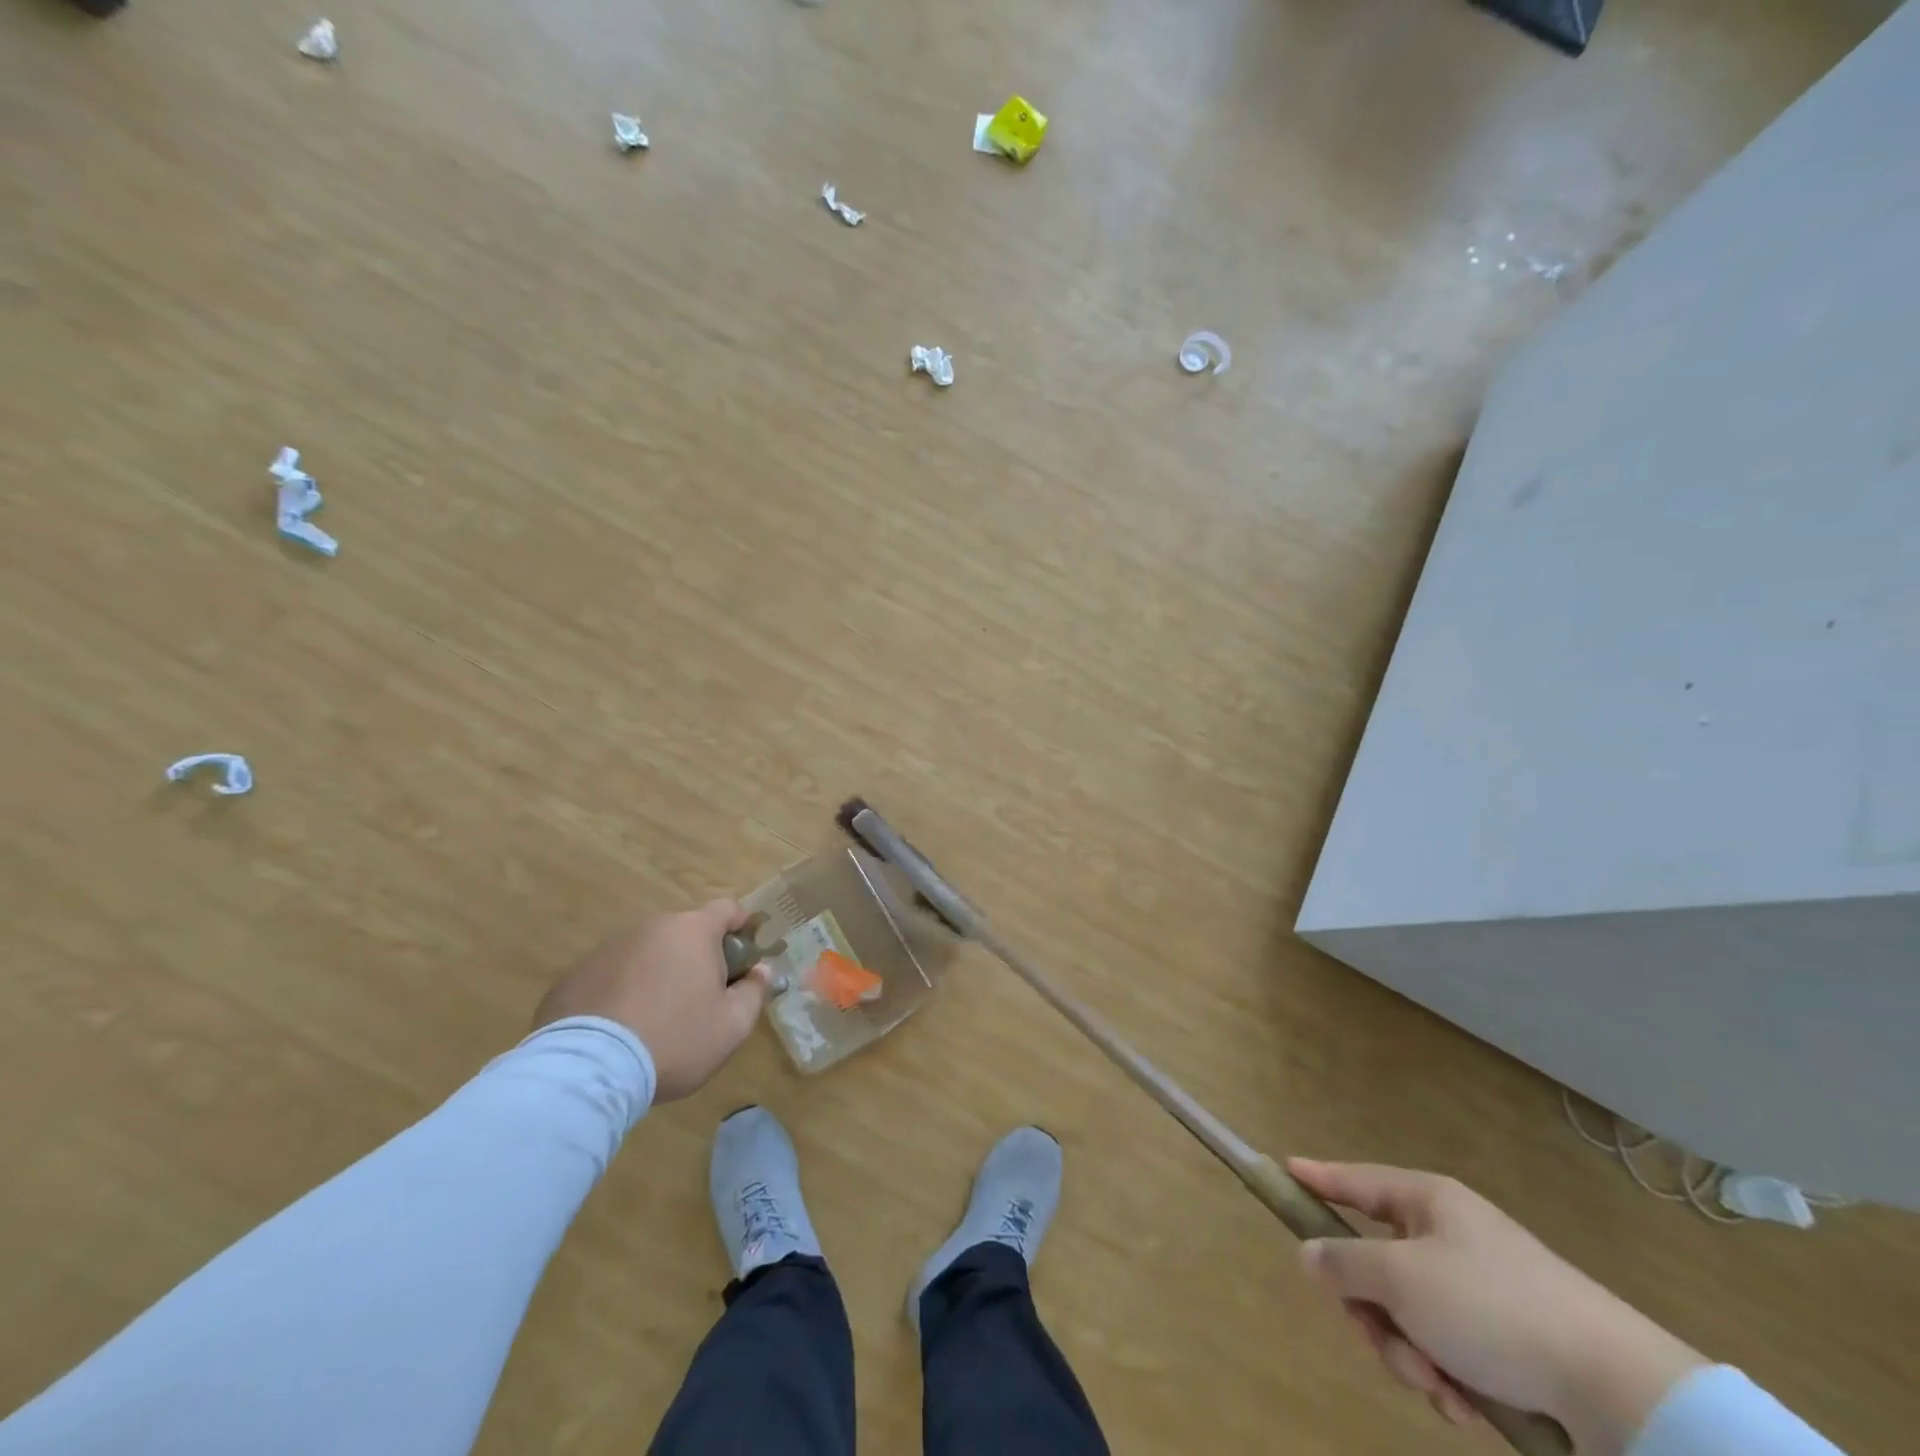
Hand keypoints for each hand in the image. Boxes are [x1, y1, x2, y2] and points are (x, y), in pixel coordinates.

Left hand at [534, 900, 771, 1102]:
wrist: (588, 1072)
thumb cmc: (674, 1040)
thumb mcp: (732, 1026)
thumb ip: (754, 992)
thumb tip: (760, 971)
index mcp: (692, 930)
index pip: (727, 909)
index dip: (742, 927)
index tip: (745, 956)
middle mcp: (650, 927)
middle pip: (685, 932)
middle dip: (697, 956)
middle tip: (701, 998)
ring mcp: (607, 949)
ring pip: (646, 953)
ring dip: (657, 973)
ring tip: (655, 1019)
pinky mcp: (573, 976)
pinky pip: (611, 976)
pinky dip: (621, 992)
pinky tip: (619, 1030)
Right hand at [1290, 1160, 1707, 1455]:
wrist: (1617, 1391)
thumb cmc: (1492, 1309)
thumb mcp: (1401, 1280)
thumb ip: (1343, 1262)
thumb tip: (1309, 1253)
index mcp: (1428, 1203)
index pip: (1356, 1180)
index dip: (1318, 1177)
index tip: (1284, 1168)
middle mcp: (1451, 1238)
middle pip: (1377, 1264)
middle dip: (1374, 1313)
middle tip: (1381, 1340)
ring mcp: (1481, 1290)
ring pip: (1408, 1315)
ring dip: (1410, 1355)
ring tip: (1439, 1388)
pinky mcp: (1507, 1341)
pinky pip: (1447, 1350)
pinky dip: (1446, 1378)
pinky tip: (1466, 1405)